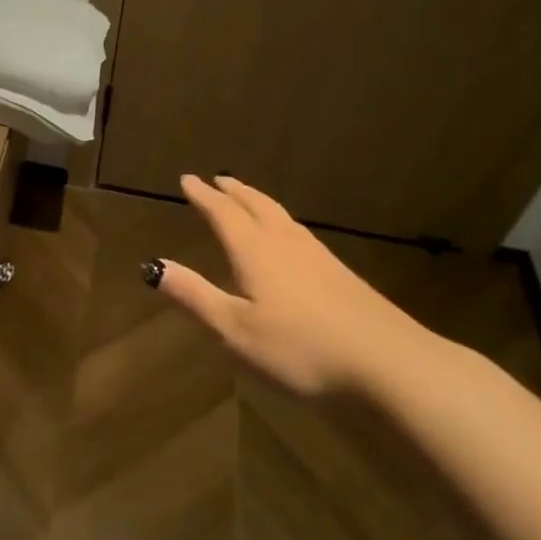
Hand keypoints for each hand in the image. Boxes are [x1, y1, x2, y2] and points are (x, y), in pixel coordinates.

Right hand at [149, 173, 439, 394]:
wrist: (387, 360)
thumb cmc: (300, 347)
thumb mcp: (235, 330)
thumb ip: (195, 296)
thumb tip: (153, 266)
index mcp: (255, 251)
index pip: (222, 213)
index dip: (202, 196)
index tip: (187, 179)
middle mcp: (284, 243)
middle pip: (255, 205)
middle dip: (232, 191)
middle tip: (217, 179)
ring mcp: (316, 255)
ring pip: (280, 215)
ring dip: (257, 200)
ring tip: (247, 198)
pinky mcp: (339, 272)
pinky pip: (298, 231)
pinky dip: (280, 220)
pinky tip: (288, 238)